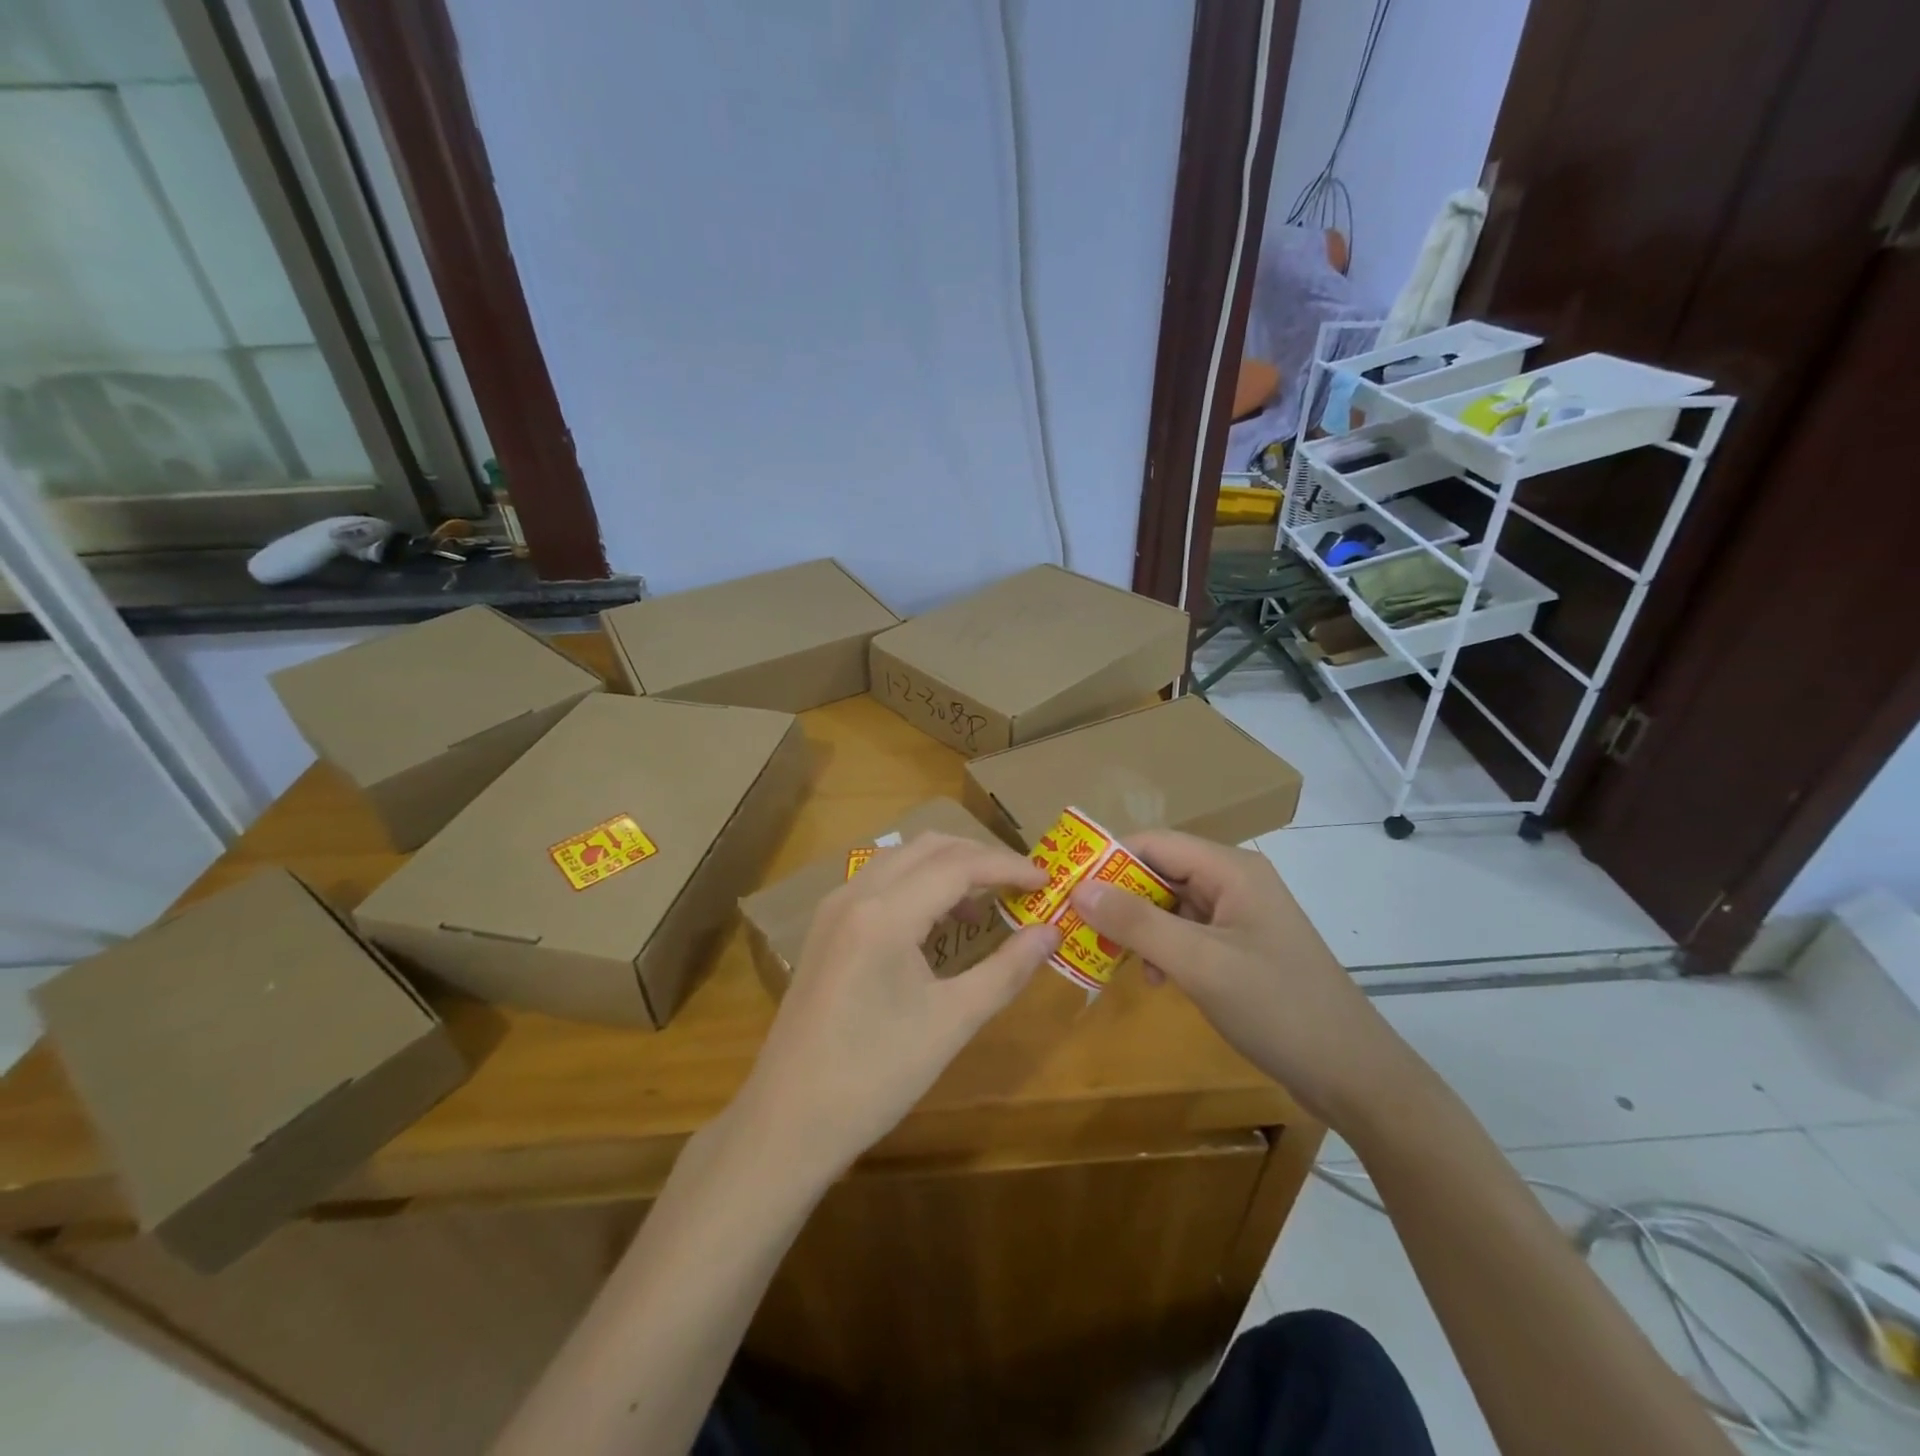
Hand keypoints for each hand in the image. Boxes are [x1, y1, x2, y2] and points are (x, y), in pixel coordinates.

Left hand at [739, 833, 1061, 1176]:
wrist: (789, 1121)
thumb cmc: (876, 1076)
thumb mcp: (952, 1022)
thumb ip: (1007, 969)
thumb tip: (1052, 932)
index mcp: (885, 913)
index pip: (958, 865)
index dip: (1008, 866)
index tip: (1048, 880)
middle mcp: (855, 894)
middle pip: (928, 848)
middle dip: (979, 857)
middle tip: (1021, 885)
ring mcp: (833, 909)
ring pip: (901, 859)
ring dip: (947, 867)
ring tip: (985, 903)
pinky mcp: (825, 928)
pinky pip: (879, 882)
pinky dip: (917, 884)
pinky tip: (937, 922)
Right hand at [1069, 830, 1409, 1124]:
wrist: (1355, 1075)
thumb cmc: (1278, 1009)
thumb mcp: (1200, 965)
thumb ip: (1138, 923)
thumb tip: (1079, 888)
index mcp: (1231, 869)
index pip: (1154, 843)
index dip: (1107, 859)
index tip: (1065, 887)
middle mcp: (1235, 880)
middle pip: (1161, 870)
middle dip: (1119, 896)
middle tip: (1078, 926)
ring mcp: (1240, 914)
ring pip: (1171, 903)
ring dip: (1139, 926)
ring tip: (1112, 957)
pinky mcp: (1241, 945)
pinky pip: (1187, 931)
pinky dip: (1162, 947)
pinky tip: (1153, 978)